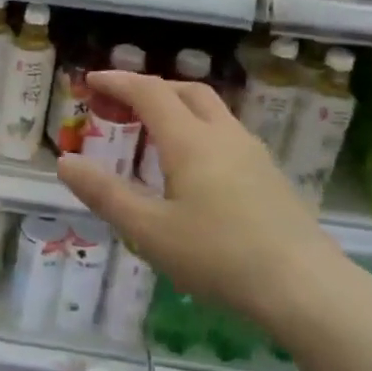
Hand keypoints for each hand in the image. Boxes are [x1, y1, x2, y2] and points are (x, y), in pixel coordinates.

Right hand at [54, 71, 350, 338]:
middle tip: (119, 105)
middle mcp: (223, 135)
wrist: (307, 289)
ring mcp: (253, 153)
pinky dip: (196, 130)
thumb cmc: (220, 257)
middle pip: (185, 91)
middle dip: (149, 89)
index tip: (90, 81)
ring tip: (150, 134)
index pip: (149, 92)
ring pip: (210, 111)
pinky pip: (225, 134)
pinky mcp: (270, 175)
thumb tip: (65, 163)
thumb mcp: (149, 230)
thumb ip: (105, 194)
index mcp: (191, 141)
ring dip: (176, 107)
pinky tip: (190, 167)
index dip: (117, 82)